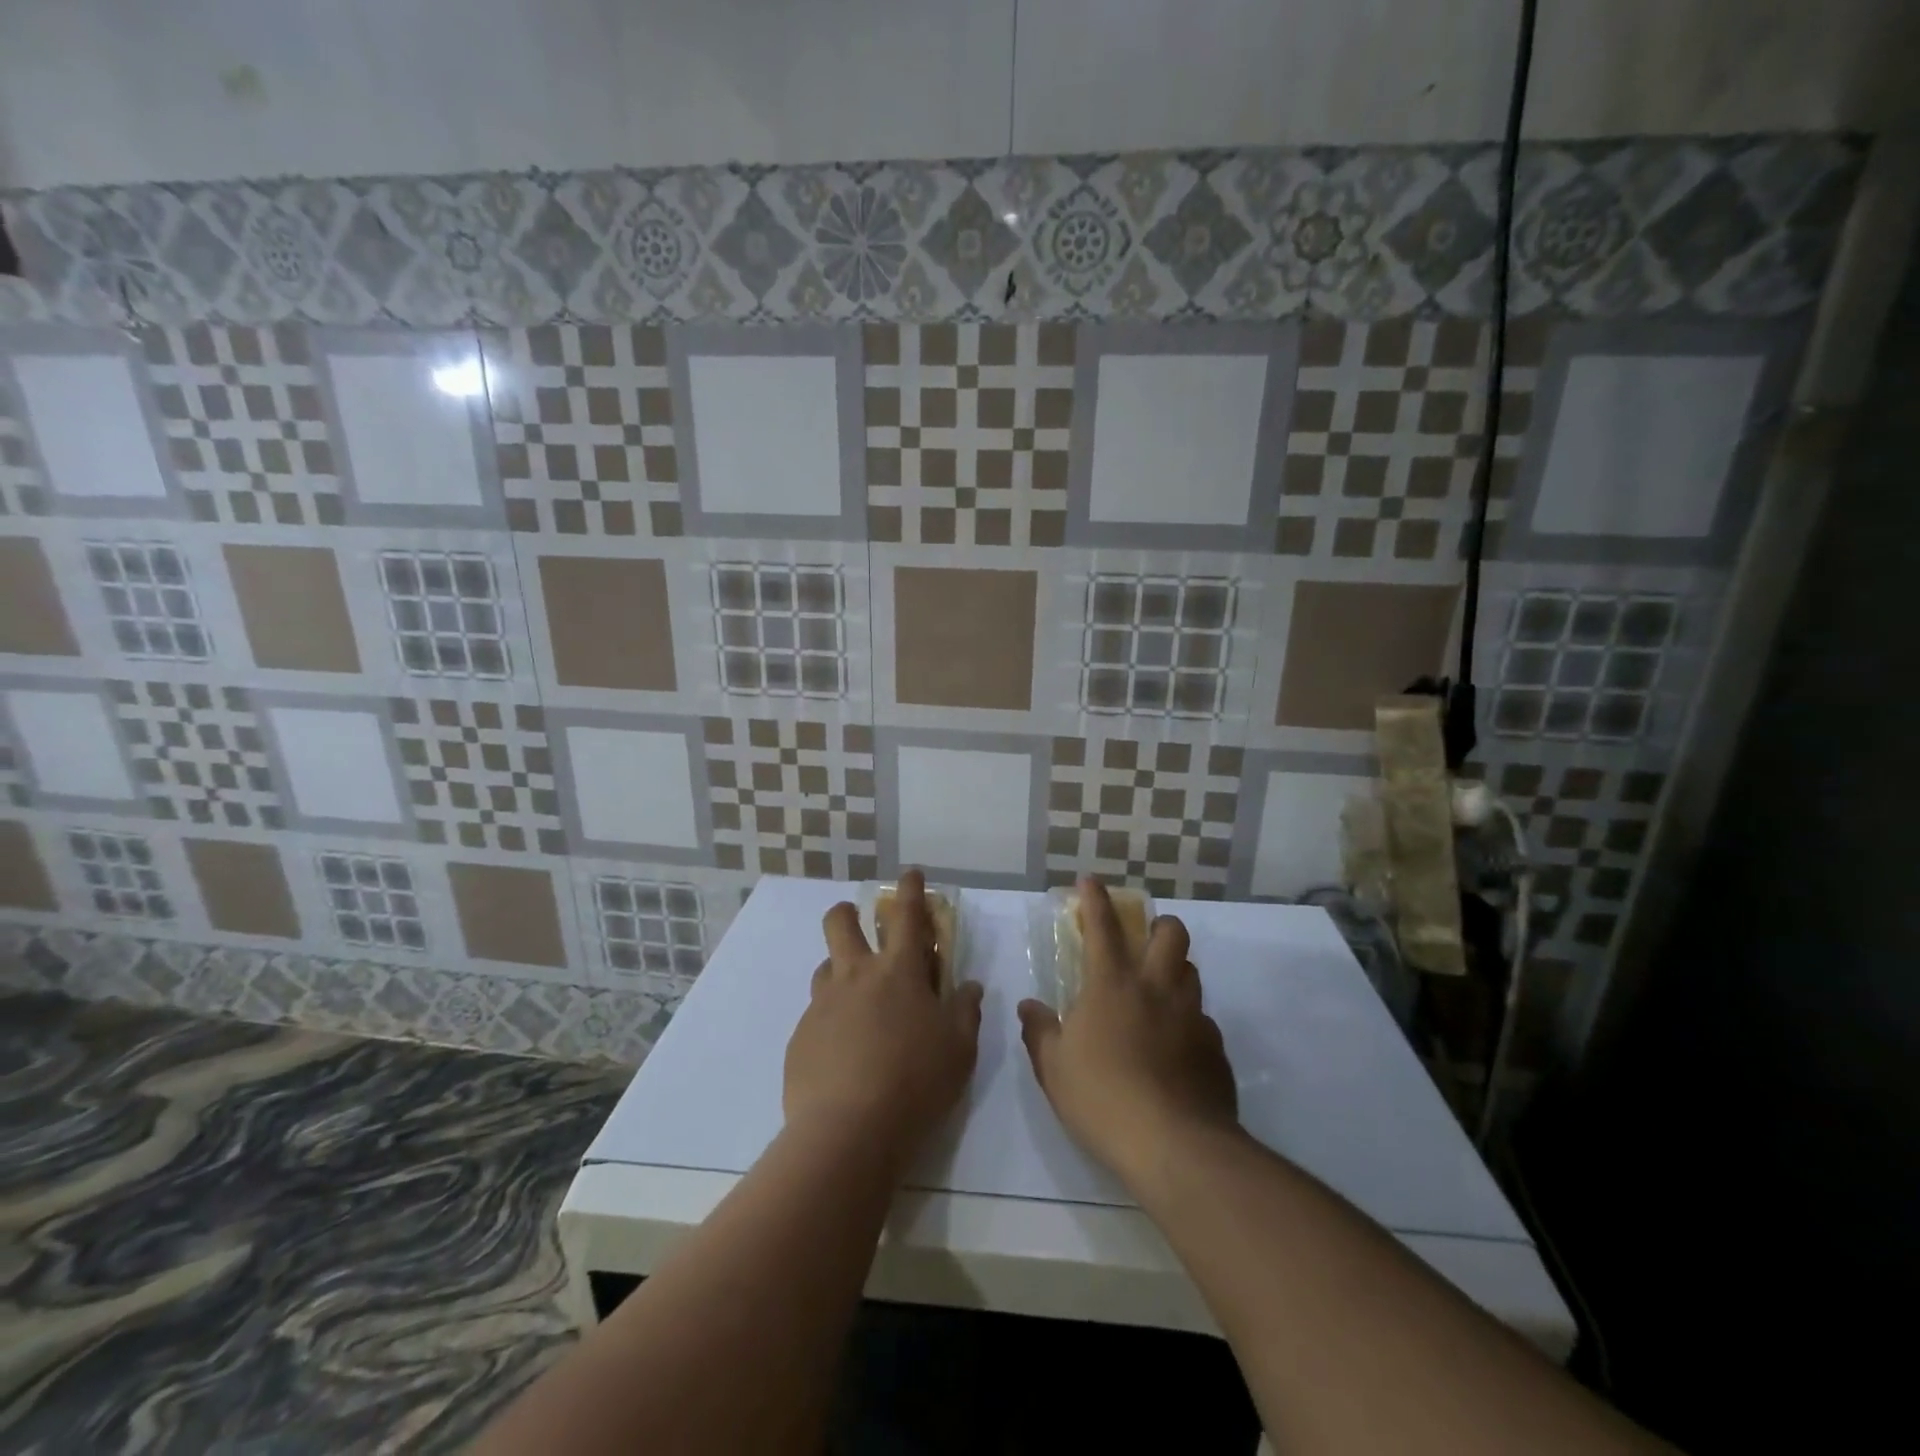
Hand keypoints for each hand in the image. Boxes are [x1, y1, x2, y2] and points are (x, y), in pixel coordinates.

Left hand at [784, 869, 984, 1167]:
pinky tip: (844, 1051)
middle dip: (848, 912)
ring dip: (841, 970)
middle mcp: (855, 976)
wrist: (847, 1132)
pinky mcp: (801, 1036)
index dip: (910, 889)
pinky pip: (817, 1014)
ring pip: (825, 967)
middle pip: (841, 922)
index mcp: (898, 972)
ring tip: (858, 1001)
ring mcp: (823, 1005)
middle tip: (860, 926)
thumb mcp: (959, 1049)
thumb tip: (969, 986)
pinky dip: (832, 1018)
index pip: (906, 915)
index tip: (910, 875)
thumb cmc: (916, 1082)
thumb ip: (965, 1011)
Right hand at [1018, 878, 1239, 1190]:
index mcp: (1113, 986)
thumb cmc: (1102, 1099)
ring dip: (1175, 971)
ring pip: (1192, 972)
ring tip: (1158, 995)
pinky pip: (1203, 1020)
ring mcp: (1192, 1017)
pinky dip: (1188, 1023)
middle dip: (1158, 925)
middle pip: (1171, 933)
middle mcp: (1157, 989)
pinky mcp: (1215, 1049)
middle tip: (1144, 942)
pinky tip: (1176, 1050)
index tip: (1091, 880)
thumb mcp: (1054, 1068)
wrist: (1174, 1146)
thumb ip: (1040, 1031)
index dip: (1096, 899)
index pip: (1103, 927)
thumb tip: (1029, 1006)